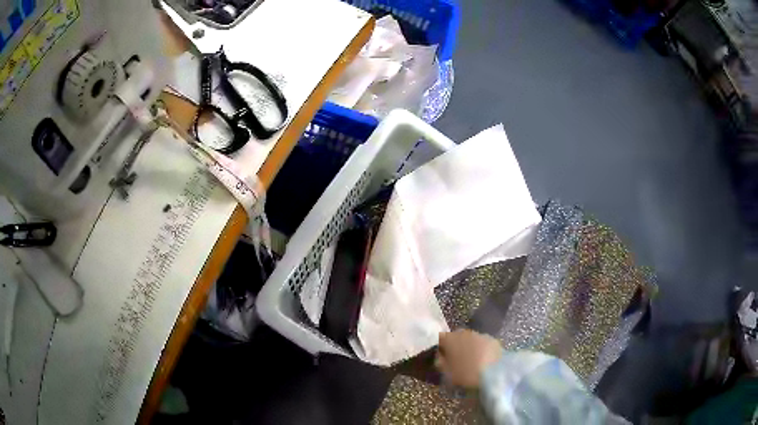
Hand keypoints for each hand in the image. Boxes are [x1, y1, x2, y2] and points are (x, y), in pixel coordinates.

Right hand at [435, 330, 502, 388]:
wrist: (494, 373)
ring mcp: (481, 335)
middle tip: (456, 359)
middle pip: (456, 336)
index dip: (440, 347)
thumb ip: (440, 363)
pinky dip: (481, 349)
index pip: (441, 338)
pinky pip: (483, 343)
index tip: (442, 357)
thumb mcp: (447, 373)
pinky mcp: (493, 340)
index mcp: (450, 339)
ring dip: (469, 346)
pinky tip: (483, 360)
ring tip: (471, 360)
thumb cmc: (466, 374)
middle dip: (455, 345)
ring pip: (471, 339)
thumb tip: (440, 357)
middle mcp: (465, 333)